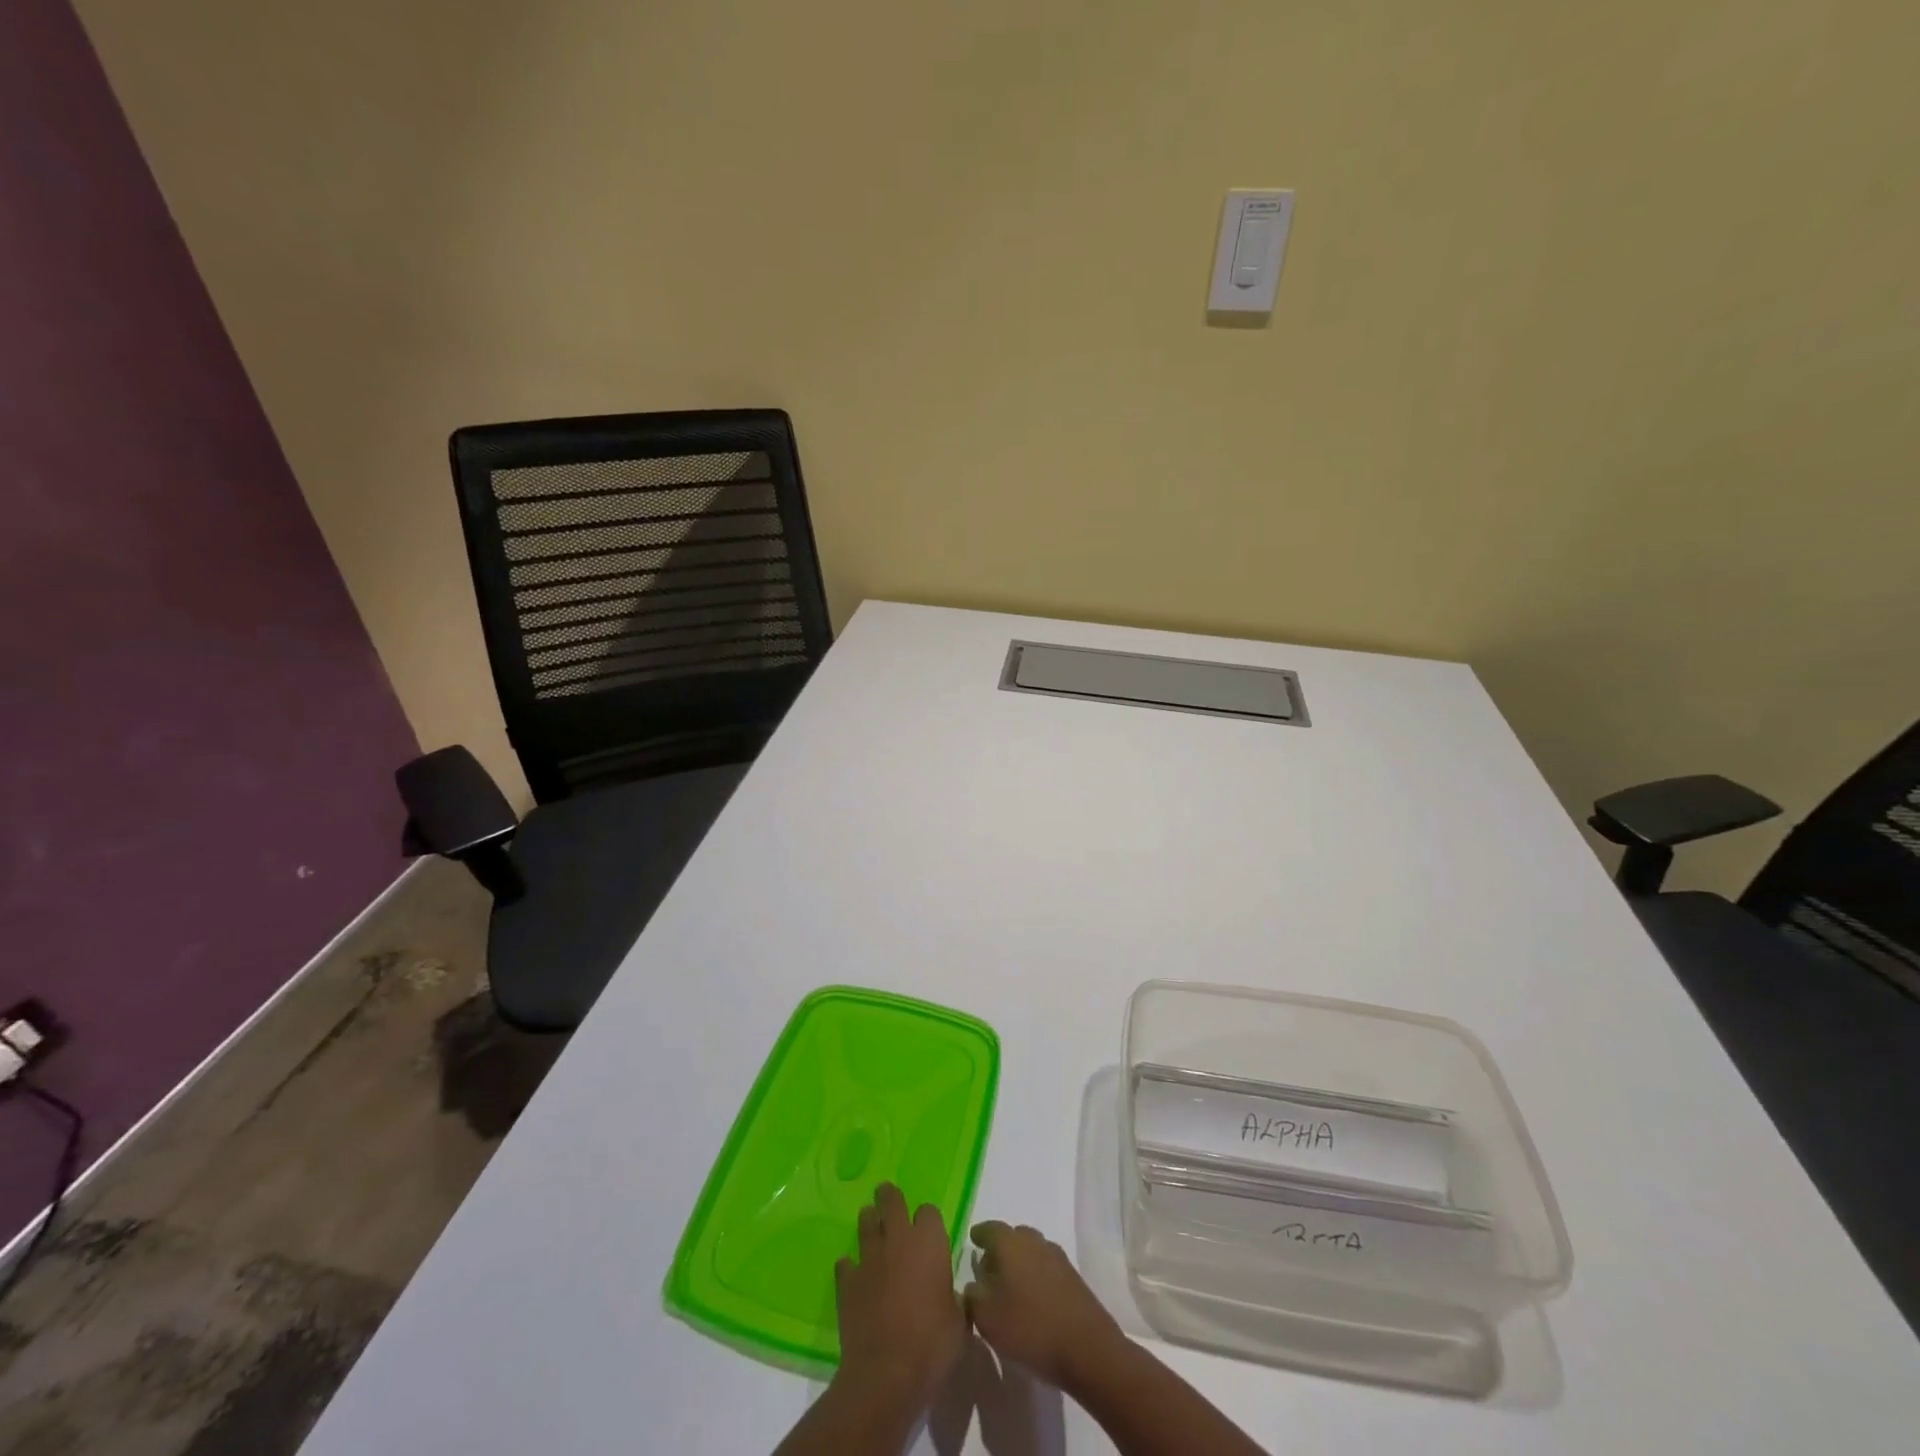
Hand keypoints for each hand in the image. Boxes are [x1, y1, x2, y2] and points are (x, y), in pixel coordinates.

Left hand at [833, 1183, 966, 1413]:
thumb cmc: (931, 1346)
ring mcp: (869, 1258)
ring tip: (871, 1227)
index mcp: (929, 1243)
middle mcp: (898, 1239)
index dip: (928, 1220)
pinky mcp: (846, 1281)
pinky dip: (850, 1266)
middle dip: (889, 1197)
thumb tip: (952, 1295)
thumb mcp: (958, 1324)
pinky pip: (846, 1263)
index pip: (928, 1211)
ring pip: (865, 1222)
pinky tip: (854, 1275)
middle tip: (888, 1198)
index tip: (929, 1232)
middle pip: (891, 1200)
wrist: (885, 1375)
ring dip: (869, 1223)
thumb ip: (955, 1299)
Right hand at [964, 1222, 1122, 1391]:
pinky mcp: (1072, 1276)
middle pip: (1012, 1237)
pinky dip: (1035, 1277)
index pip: (988, 1229)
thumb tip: (973, 1283)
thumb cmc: (1029, 1327)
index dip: (978, 1236)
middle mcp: (1033, 1240)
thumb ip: (972, 1295)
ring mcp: (1056, 1256)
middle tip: (988, 1271)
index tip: (971, 1243)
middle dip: (999, 1250)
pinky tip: (1032, 1299)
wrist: (1086, 1347)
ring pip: (1030, 1251)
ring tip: (1010, 1288)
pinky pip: (1045, 1268)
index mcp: (1009, 1242)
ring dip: (1019, 1264)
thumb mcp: (986, 1317)